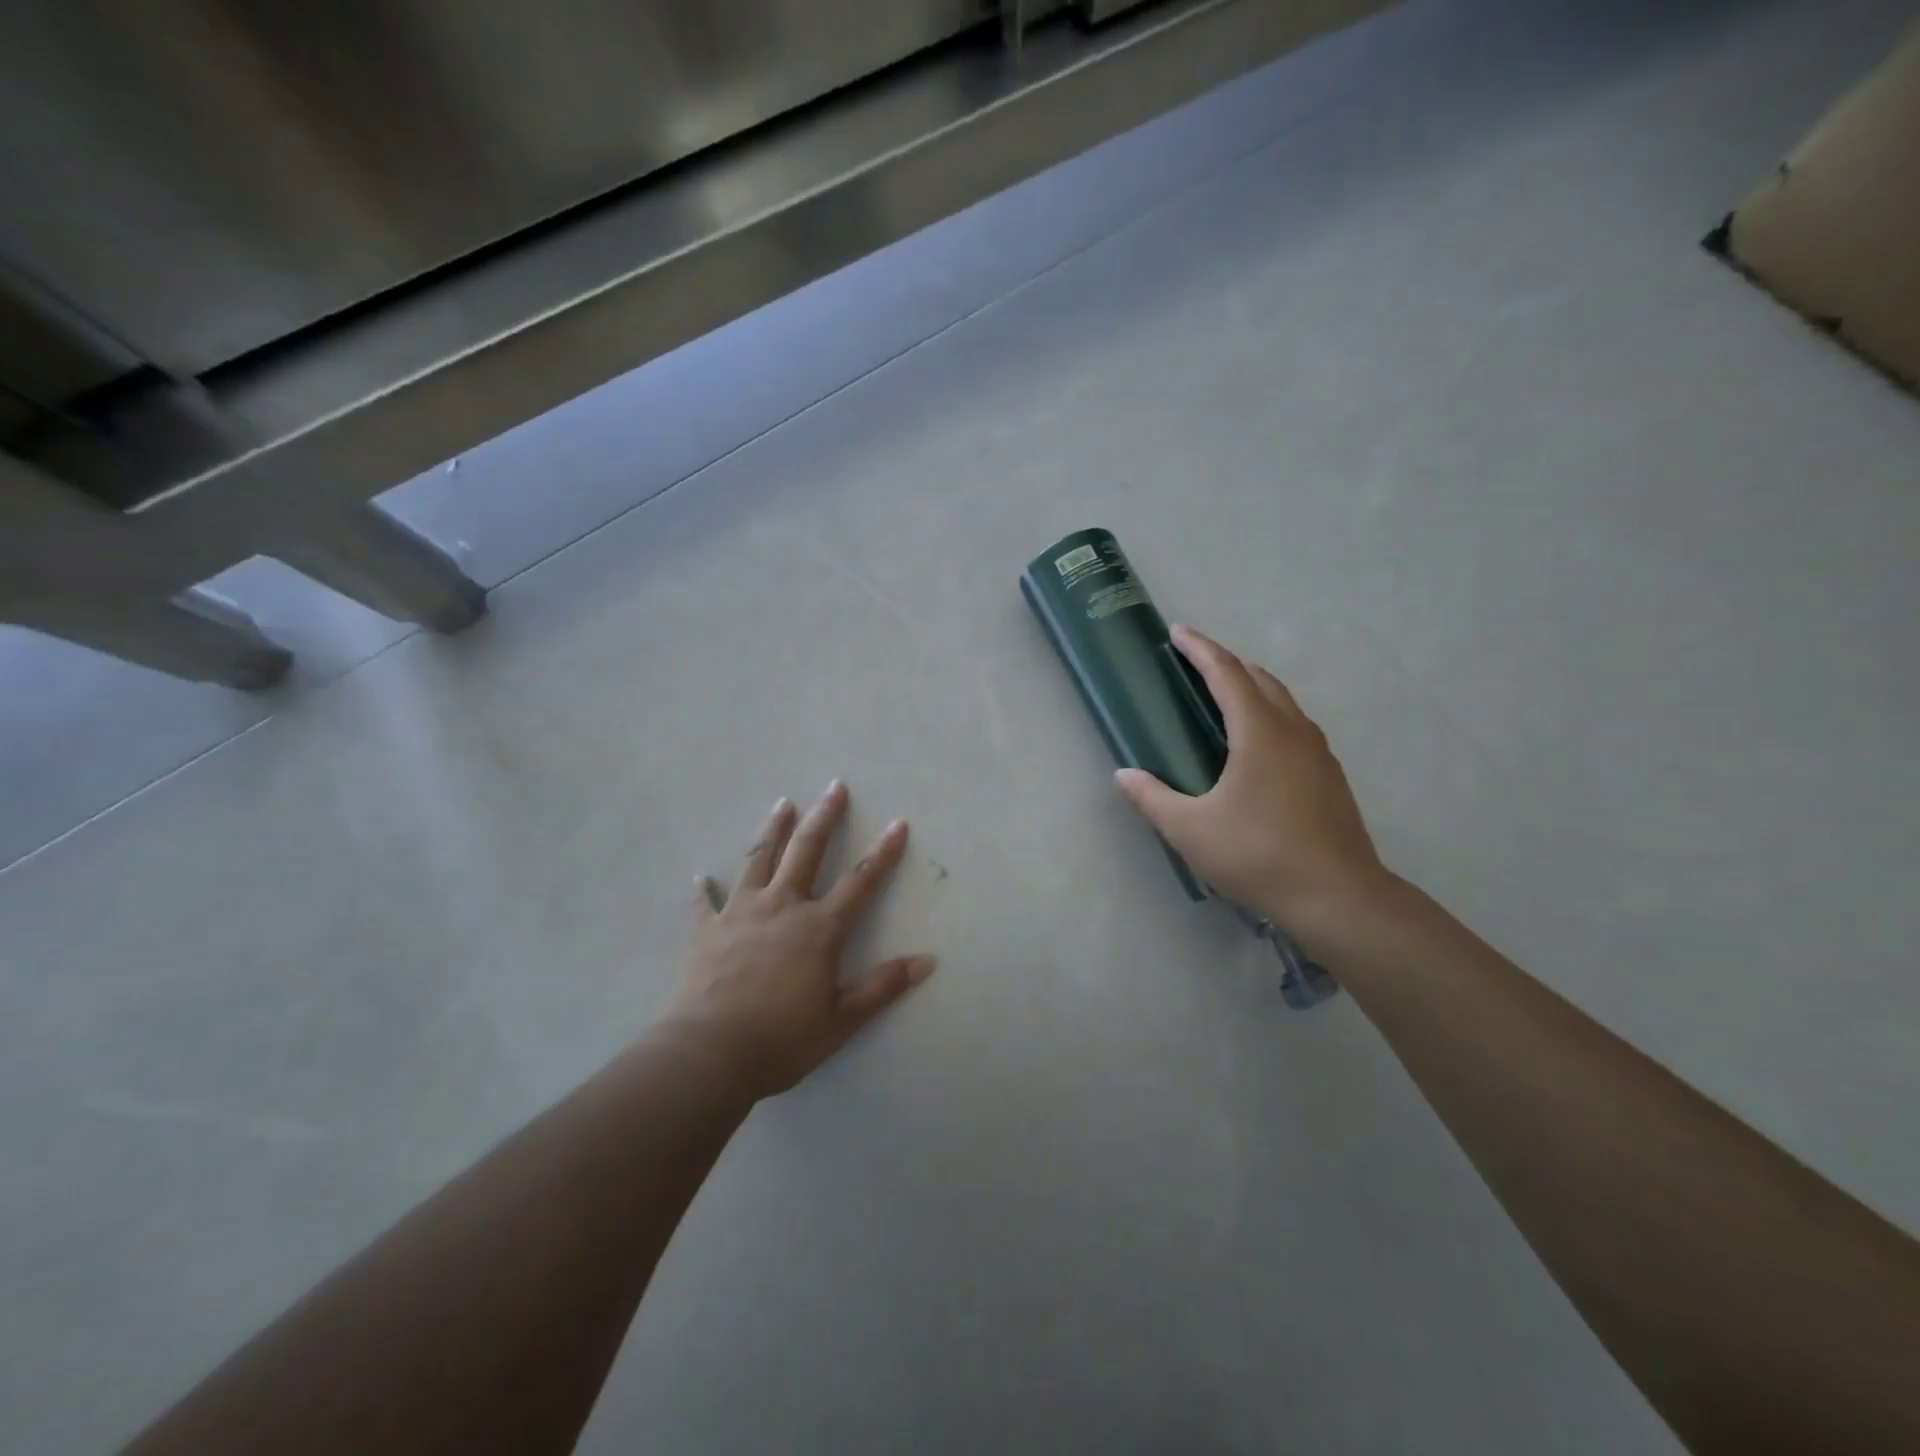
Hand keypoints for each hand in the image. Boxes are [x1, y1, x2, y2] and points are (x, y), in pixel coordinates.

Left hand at [659, 781, 935, 1098]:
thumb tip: (928, 961)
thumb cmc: (782, 1038)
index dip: (883, 853)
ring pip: (758, 859)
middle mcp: (782, 906)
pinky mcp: (706, 930)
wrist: (709, 1054)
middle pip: (807, 851)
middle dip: (824, 817)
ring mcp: (740, 913)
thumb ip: (883, 986)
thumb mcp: (842, 1019)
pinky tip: (701, 876)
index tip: (897, 824)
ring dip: (773, 830)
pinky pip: (704, 902)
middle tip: (834, 786)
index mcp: (819, 928)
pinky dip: (704, 888)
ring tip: (782, 803)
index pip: (860, 881)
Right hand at [1114, 624, 1390, 933]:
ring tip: (1222, 696)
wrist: (1338, 897)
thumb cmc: (1258, 856)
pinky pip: (1294, 725)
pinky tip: (1255, 744)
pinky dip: (1269, 714)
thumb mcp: (1190, 829)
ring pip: (1282, 701)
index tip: (1177, 632)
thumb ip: (1152, 797)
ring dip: (1251, 687)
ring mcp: (1318, 752)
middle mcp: (1293, 730)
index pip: (1227, 674)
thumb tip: (1124, 774)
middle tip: (1193, 663)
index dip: (1200, 649)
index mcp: (1260, 732)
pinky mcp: (1329, 775)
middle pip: (1259, 678)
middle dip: (1225, 663)